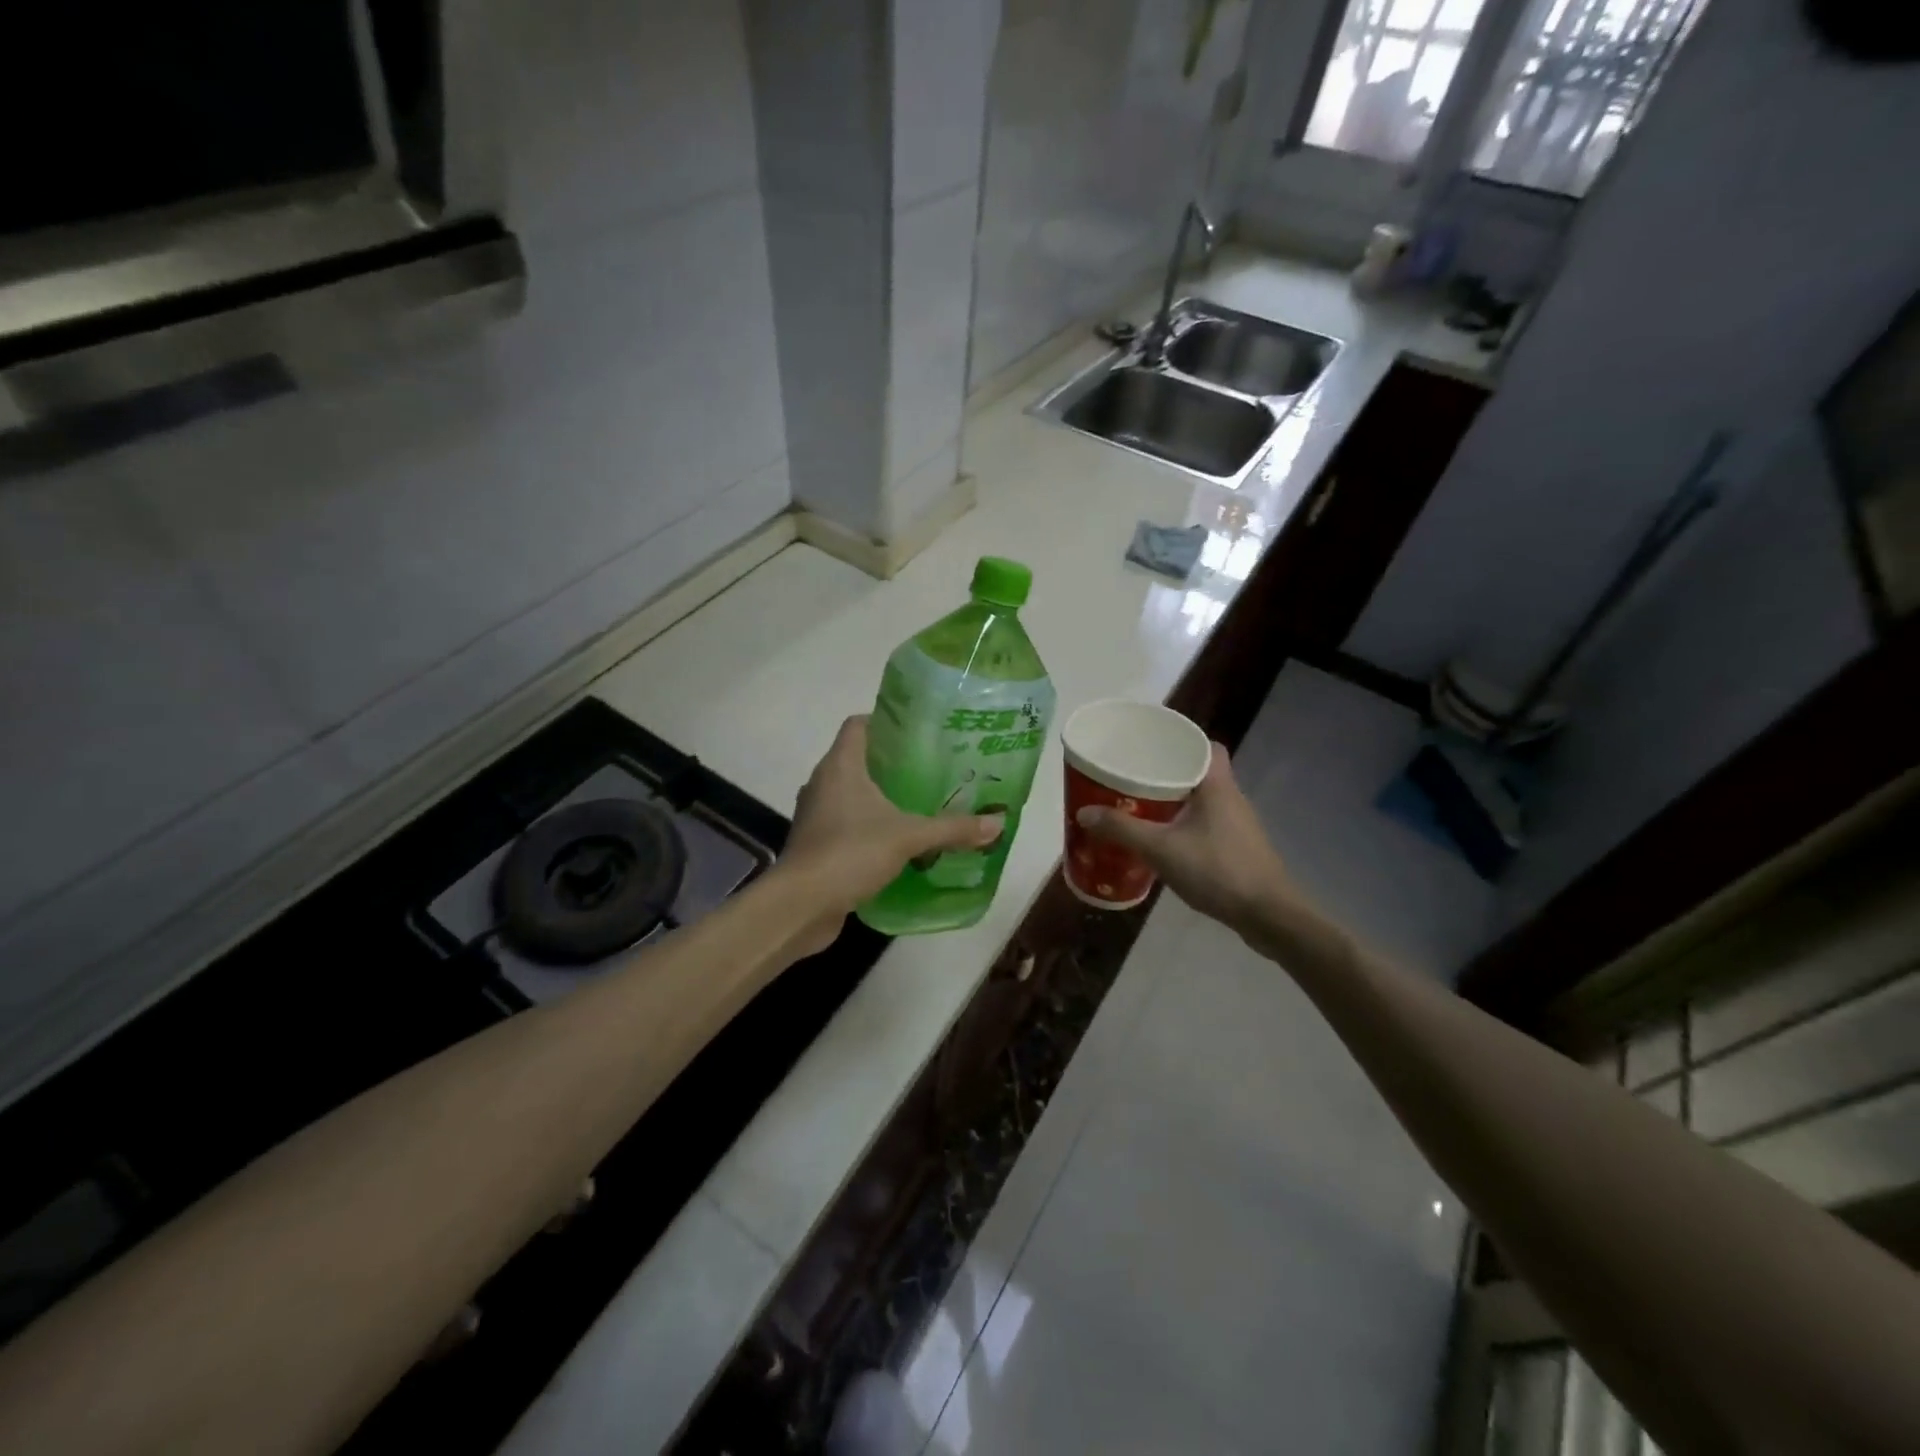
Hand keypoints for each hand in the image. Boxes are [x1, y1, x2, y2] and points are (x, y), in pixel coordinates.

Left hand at [780, 716, 1003, 951]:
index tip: (918, 730)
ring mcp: (816, 814)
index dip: (885, 721)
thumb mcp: (909, 837)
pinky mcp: (817, 843)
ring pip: (851, 793)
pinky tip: (898, 840)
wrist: (801, 905)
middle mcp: (823, 783)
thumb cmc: (850, 852)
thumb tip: (997, 823)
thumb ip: (952, 828)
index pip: (858, 725)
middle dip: (892, 762)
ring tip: (919, 802)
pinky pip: (846, 823)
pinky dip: (869, 825)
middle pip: (858, 758)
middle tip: (931, 768)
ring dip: (880, 797)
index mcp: (840, 766)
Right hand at [1076, 745, 1291, 939]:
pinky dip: (1184, 824)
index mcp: (1218, 785)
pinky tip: (1163, 840)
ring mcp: (1238, 825)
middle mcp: (1232, 798)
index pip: (1206, 745)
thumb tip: (1084, 812)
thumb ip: (1122, 829)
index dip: (1181, 741)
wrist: (1267, 915)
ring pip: (1202, 800)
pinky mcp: (1238, 848)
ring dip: (1174, 801)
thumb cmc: (1217, 870)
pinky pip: (1206, 824)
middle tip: (1134, 777)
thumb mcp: (1161, 849)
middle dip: (1167, 773)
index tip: (1152, 747)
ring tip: (1140, 806)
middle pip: (1199, 772)